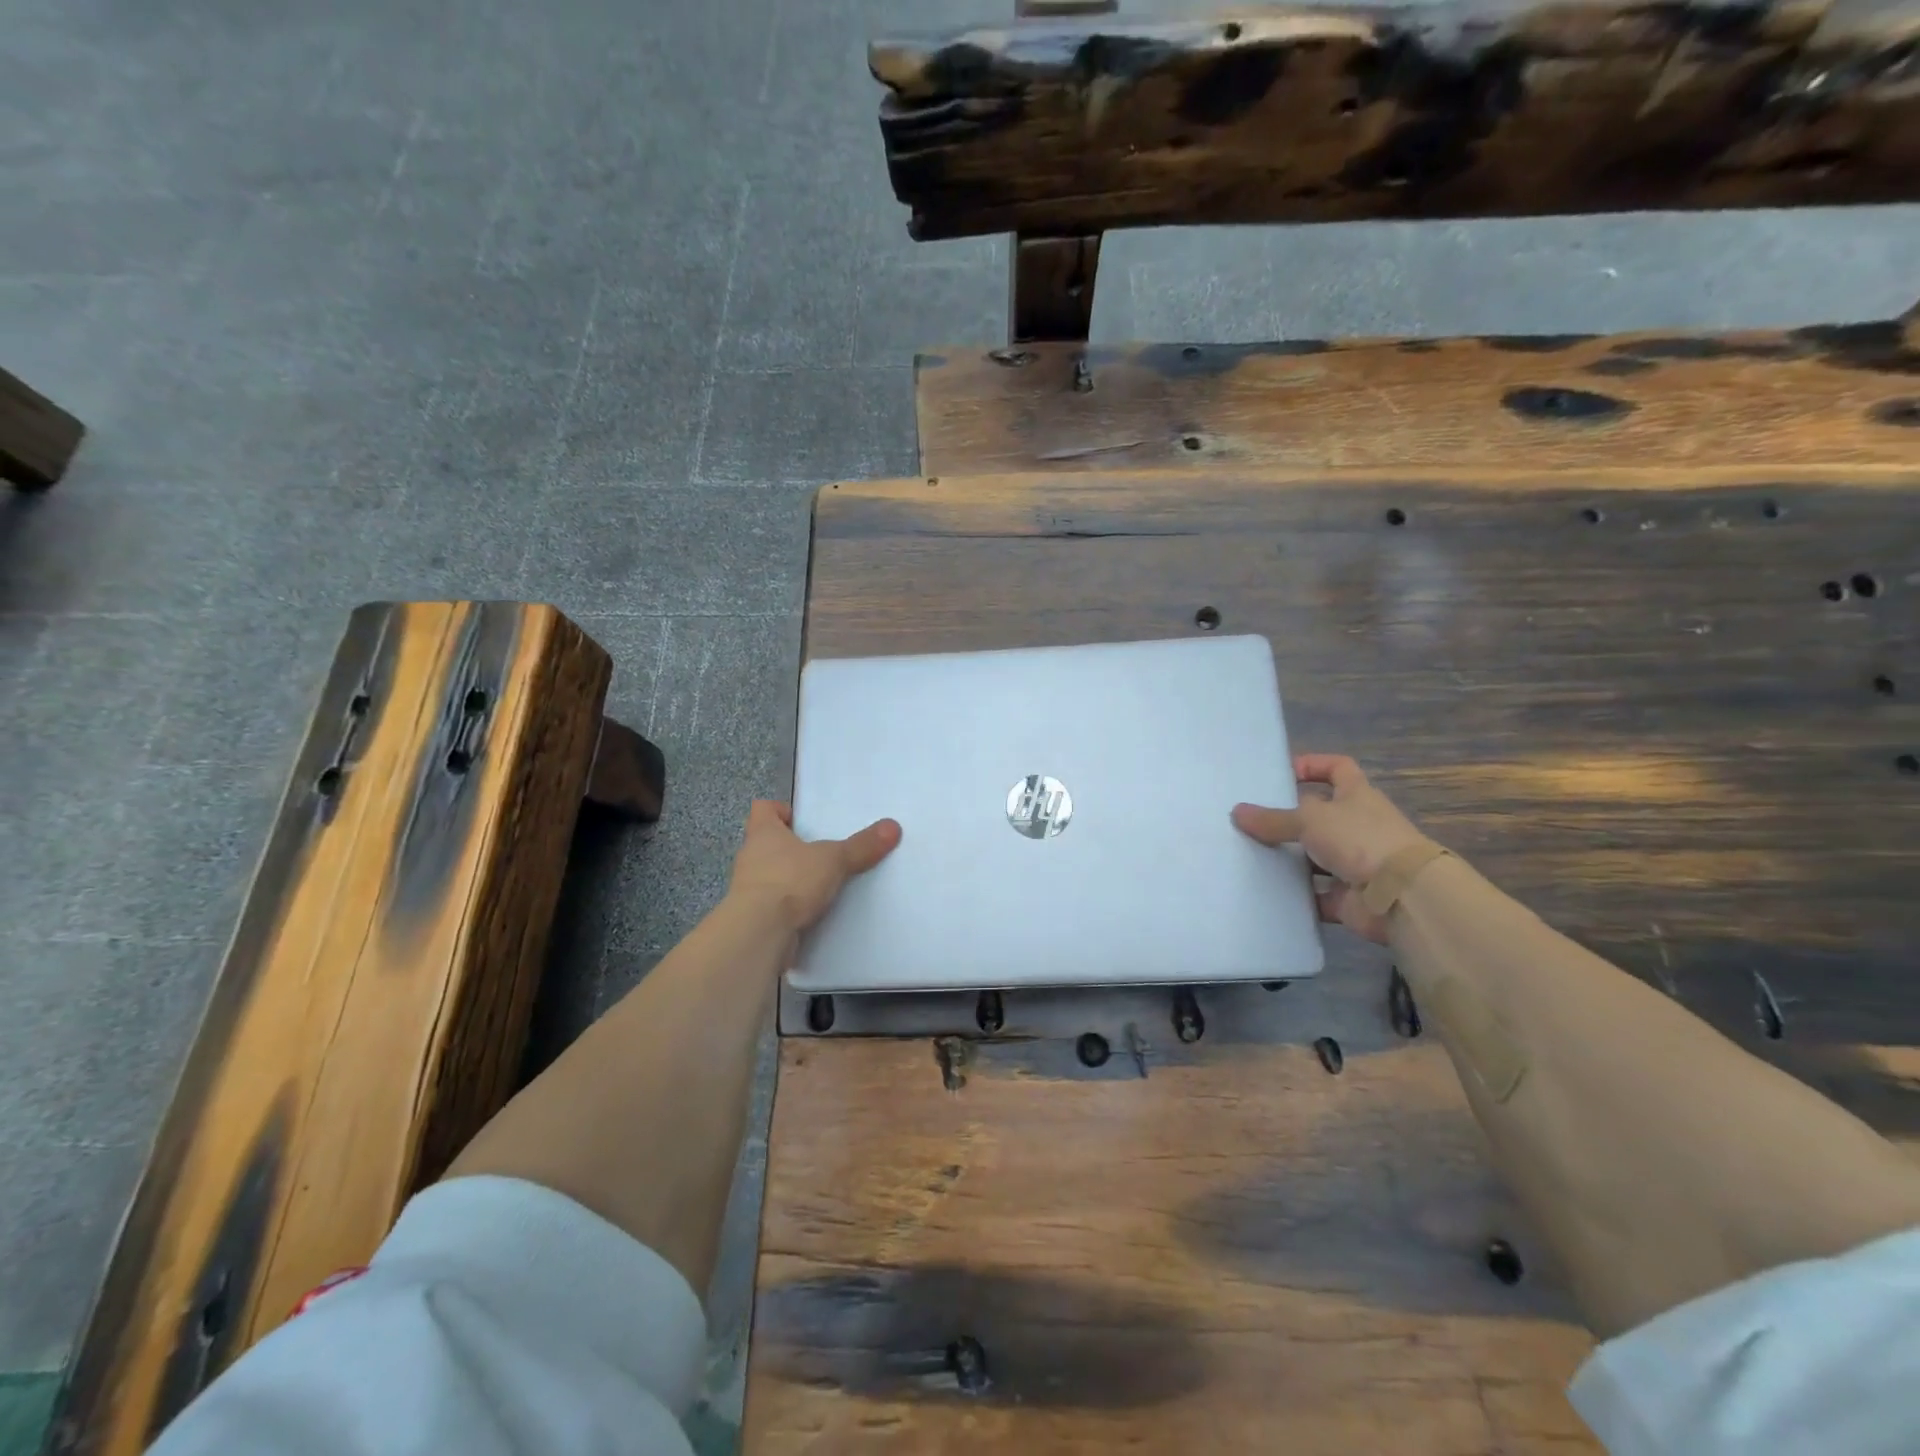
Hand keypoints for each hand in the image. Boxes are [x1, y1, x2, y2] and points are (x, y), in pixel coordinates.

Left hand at [728, 800, 901, 934]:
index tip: (800, 820)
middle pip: (767, 843)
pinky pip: (772, 904)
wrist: (759, 932)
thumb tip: (893, 826)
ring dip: (790, 878)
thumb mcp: (834, 859)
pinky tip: (812, 913)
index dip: (780, 810)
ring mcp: (748, 888)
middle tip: (820, 852)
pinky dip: (789, 906)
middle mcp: (750, 856)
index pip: (763, 808)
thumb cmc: (791, 881)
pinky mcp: (752, 916)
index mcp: (763, 833)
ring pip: (770, 875)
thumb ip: (862, 845)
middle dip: (791, 847)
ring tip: (820, 884)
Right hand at [1231, 754, 1430, 943]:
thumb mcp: (1310, 820)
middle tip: (1253, 821)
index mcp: (1357, 796)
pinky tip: (1267, 892)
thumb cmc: (1360, 840)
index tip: (1284, 773)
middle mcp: (1359, 826)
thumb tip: (1237, 812)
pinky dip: (1297, 895)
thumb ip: (1273, 819)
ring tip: (1251, 856)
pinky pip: (1317, 894)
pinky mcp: (1350, 897)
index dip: (1314, 765)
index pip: (1338, 768)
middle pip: (1320, 816)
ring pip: (1315, 857)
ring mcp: (1356, 863)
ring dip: (1290, 859)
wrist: (1402, 896)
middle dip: (1290, 819)